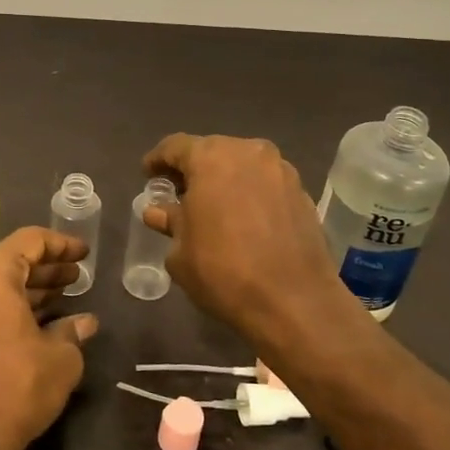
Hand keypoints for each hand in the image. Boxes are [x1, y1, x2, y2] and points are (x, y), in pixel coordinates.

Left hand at [0, 227, 97, 449]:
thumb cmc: (19, 385)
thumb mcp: (60, 356)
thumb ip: (72, 329)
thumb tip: (85, 322)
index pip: (29, 241)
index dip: (61, 244)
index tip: (85, 253)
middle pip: (11, 258)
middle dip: (47, 265)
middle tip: (78, 274)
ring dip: (31, 285)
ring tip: (66, 292)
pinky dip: (13, 302)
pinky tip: (42, 316)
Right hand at [141, 133, 358, 344]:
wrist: (295, 302)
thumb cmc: (223, 271)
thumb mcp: (180, 251)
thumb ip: (170, 222)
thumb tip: (159, 211)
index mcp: (211, 157)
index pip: (175, 146)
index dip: (157, 160)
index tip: (148, 175)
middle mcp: (248, 152)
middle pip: (211, 151)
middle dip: (193, 169)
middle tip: (178, 193)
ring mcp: (280, 170)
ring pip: (242, 165)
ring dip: (224, 180)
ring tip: (212, 206)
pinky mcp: (302, 193)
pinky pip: (265, 183)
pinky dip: (249, 193)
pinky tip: (242, 218)